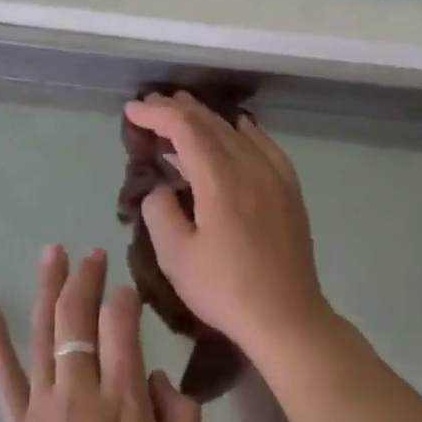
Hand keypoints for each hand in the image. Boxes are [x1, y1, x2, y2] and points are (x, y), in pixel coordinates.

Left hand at [0, 245, 204, 421]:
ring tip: (51, 253)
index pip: (122, 328)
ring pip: (43, 333)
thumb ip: (183, 420)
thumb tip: (158, 378)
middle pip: (78, 319)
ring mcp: (41, 407)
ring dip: (47, 289)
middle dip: (86, 279)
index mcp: (125, 403)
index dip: (125, 298)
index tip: (129, 287)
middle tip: (92, 252)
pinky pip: (4, 376)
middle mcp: (80, 392)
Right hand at [122, 92, 333, 358]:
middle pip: (212, 123)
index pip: (185, 128)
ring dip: (207, 119)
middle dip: (178, 110)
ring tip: (183, 112)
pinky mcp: (289, 190)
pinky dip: (243, 132)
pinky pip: (264, 146)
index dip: (156, 114)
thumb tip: (159, 186)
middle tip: (151, 106)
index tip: (132, 111)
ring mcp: (275, 176)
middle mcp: (250, 166)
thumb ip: (159, 210)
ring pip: (237, 131)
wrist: (286, 316)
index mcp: (220, 178)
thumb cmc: (225, 289)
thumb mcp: (176, 255)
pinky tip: (238, 130)